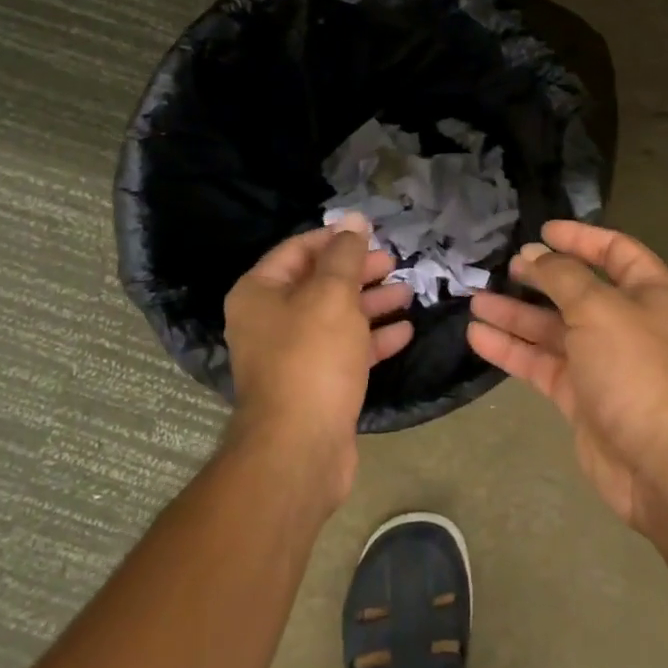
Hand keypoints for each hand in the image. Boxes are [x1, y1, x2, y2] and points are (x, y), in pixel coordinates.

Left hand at [222, 216, 414, 510]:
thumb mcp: (332, 295)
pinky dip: (374, 339)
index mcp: (260, 293)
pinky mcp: (316, 384)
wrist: (300, 448)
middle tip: (394, 263)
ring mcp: (293, 355)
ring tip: (407, 293)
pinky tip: (406, 331)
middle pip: (319, 283)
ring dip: (372, 304)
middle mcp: (270, 321)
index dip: (334, 239)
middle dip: (358, 271)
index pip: (297, 250)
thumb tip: (354, 219)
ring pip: (337, 317)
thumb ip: (346, 255)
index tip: (371, 234)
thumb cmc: (312, 358)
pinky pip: (347, 350)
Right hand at [467, 220, 667, 539]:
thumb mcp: (599, 308)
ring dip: (516, 314)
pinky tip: (478, 336)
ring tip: (475, 299)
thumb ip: (562, 277)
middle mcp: (629, 321)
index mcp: (652, 293)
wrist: (656, 461)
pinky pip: (542, 362)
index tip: (543, 230)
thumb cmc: (635, 367)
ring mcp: (603, 360)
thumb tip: (535, 255)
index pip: (615, 251)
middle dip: (540, 278)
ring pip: (554, 328)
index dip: (580, 238)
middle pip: (578, 290)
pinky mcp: (580, 394)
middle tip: (504, 266)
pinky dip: (512, 349)